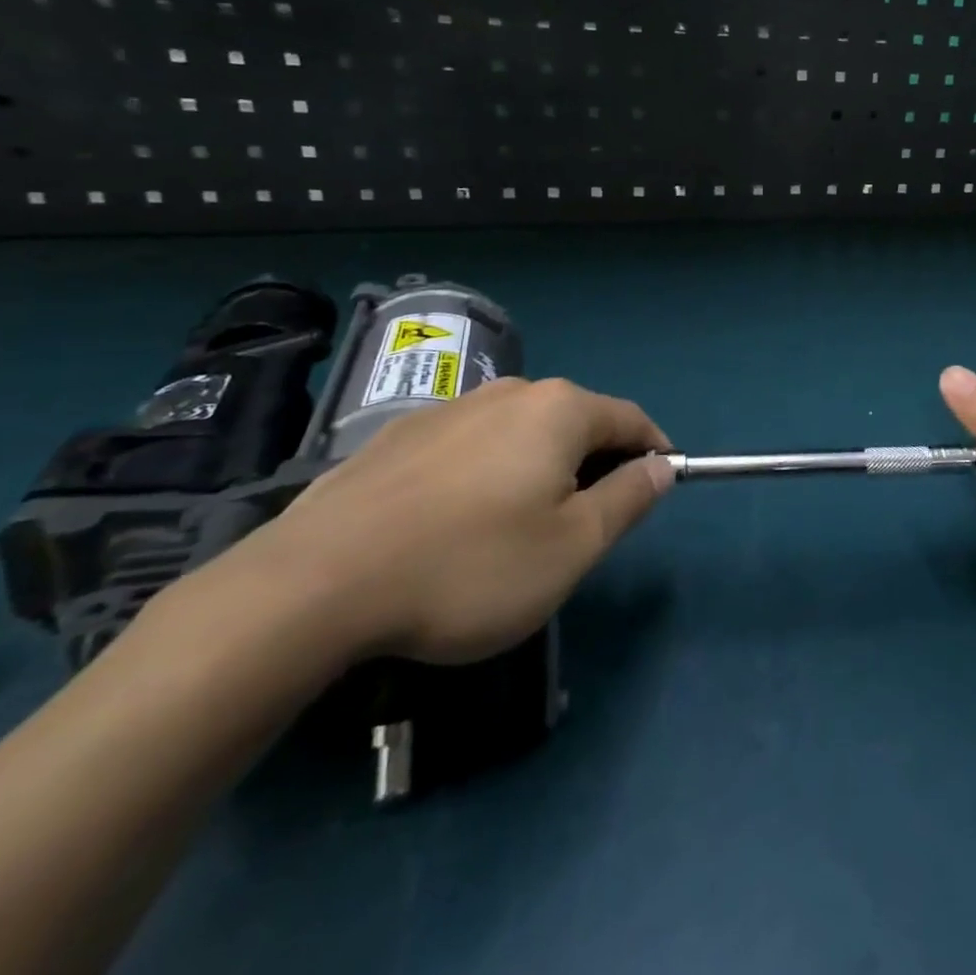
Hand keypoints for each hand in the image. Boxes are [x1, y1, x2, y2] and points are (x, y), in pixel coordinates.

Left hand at [217, 377, 673, 664]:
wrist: (315, 584)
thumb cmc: (470, 566)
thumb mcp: (572, 546)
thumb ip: (628, 499)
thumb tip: (660, 467)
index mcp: (559, 410)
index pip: (630, 419)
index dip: (654, 450)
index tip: (659, 486)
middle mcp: (510, 392)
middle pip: (575, 421)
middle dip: (596, 462)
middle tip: (590, 520)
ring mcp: (450, 410)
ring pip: (521, 432)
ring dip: (541, 466)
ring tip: (524, 523)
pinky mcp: (399, 436)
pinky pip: (471, 446)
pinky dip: (489, 471)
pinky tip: (459, 521)